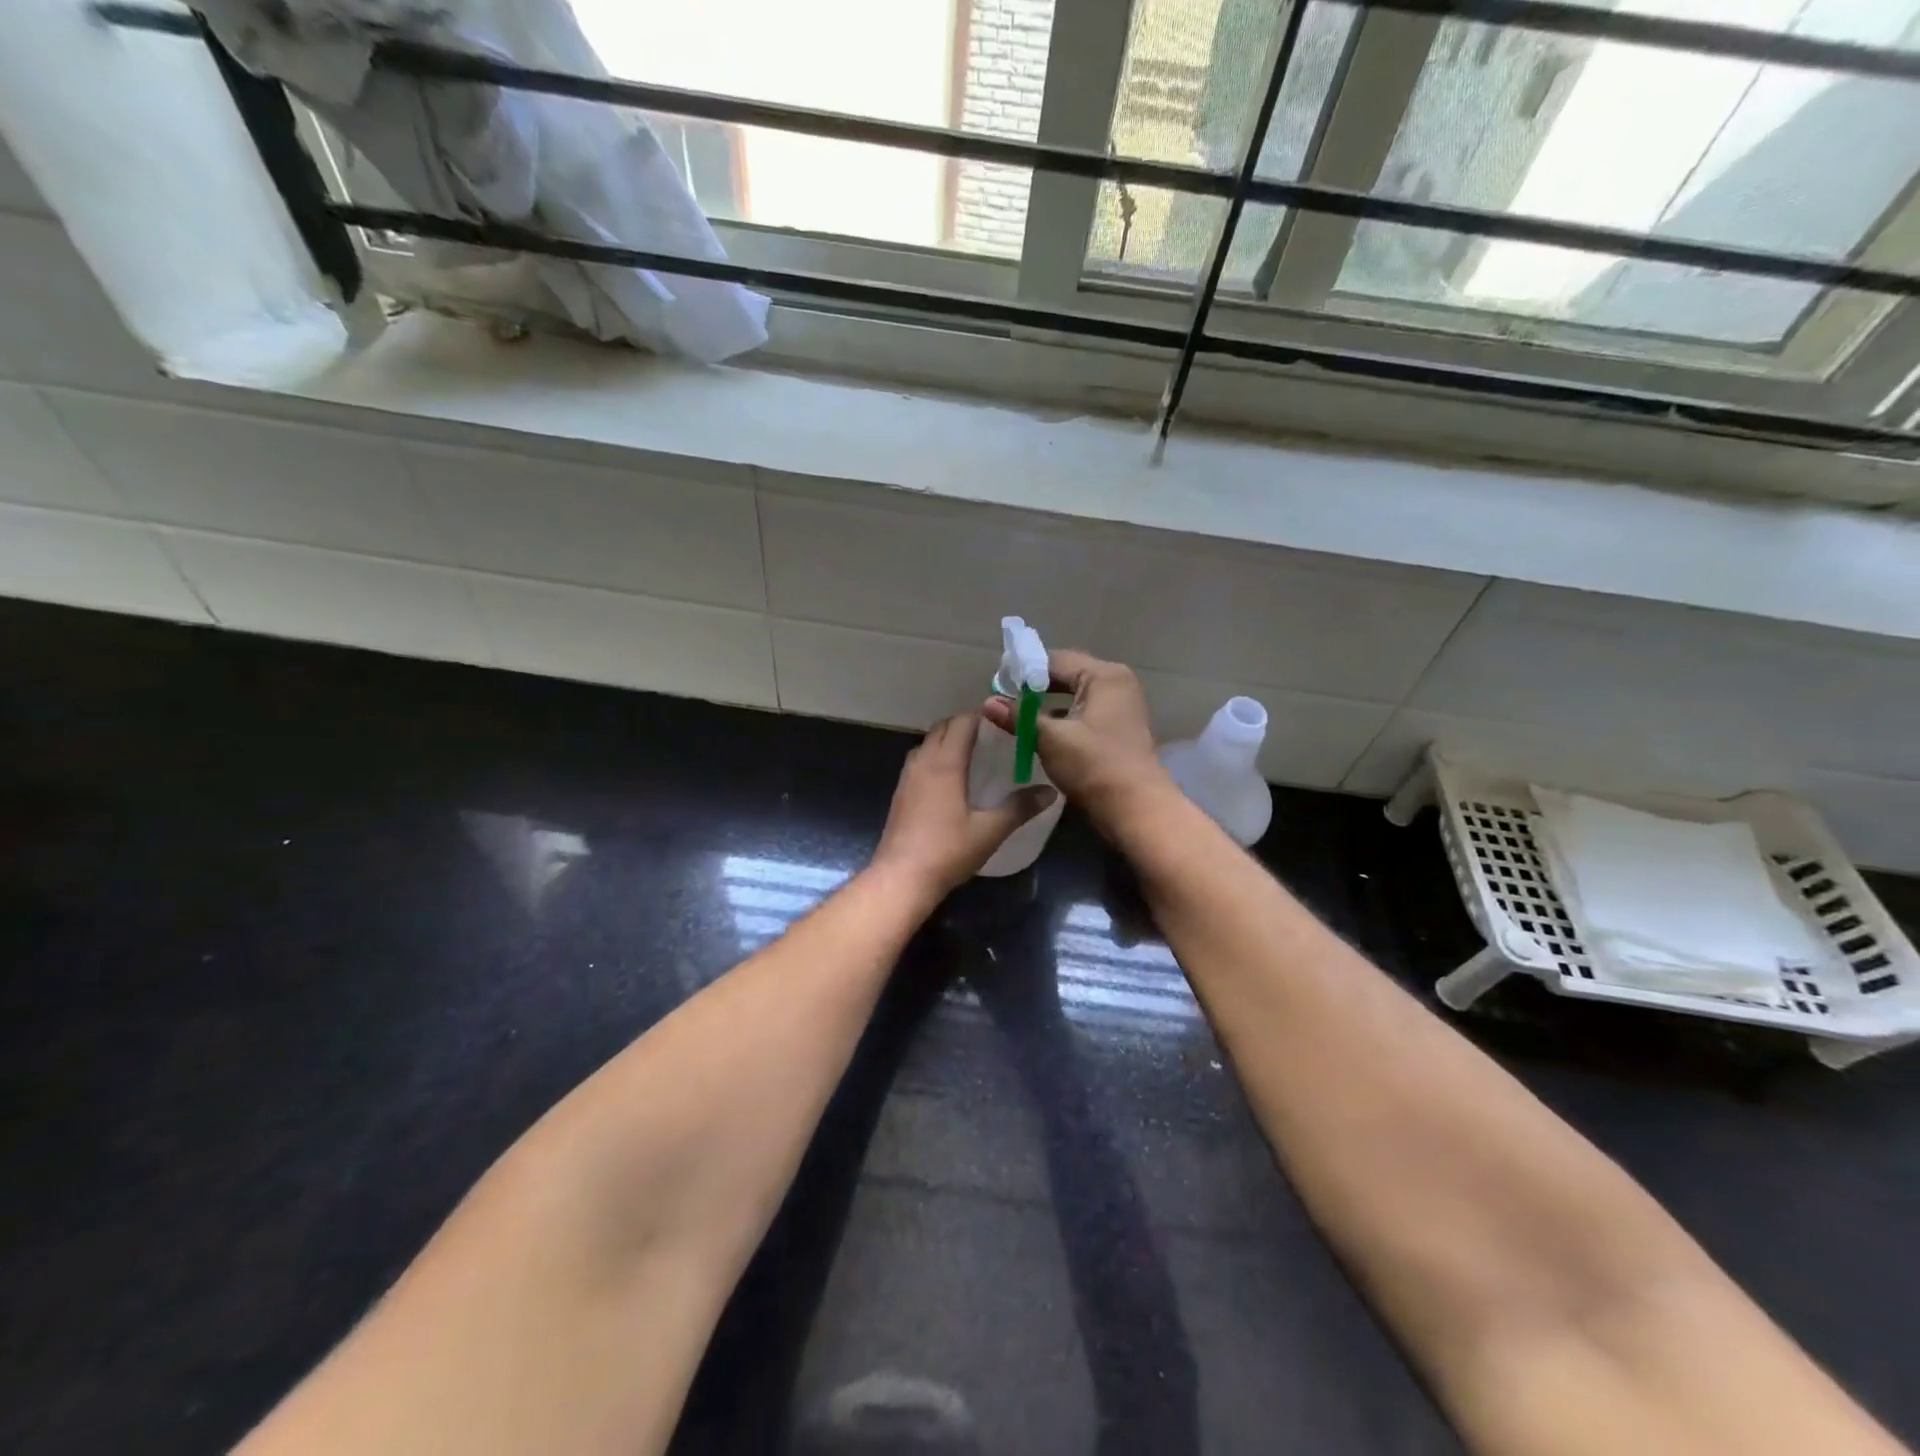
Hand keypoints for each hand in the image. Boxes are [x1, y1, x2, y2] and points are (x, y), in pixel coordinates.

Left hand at [870, 714, 1056, 901]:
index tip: (1004, 723)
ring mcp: (907, 777)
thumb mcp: (990, 831)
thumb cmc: (947, 851)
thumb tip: (1050, 792)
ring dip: (947, 740)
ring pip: (927, 743)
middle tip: (992, 737)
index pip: (962, 722)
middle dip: (965, 725)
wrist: (901, 877)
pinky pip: (919, 761)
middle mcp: (923, 762)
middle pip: (942, 727)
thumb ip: (1020, 808)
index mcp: (945, 763)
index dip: (982, 717)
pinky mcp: (900, 794)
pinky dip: (935, 757)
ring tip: (973, 755)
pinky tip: (950, 780)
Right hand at [983, 649, 1168, 824]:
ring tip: (1016, 717)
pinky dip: (1063, 718)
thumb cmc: (1094, 766)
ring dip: (1047, 705)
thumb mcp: (1051, 739)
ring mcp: (1121, 706)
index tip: (996, 686)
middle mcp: (1116, 683)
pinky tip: (1040, 732)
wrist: (1137, 810)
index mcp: (1104, 676)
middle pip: (1066, 675)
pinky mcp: (1118, 728)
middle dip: (1034, 688)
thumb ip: (1018, 717)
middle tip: (1003, 701)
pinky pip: (1083, 712)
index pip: (1055, 660)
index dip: (1023, 671)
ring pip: (1074, 696)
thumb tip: (987, 703)